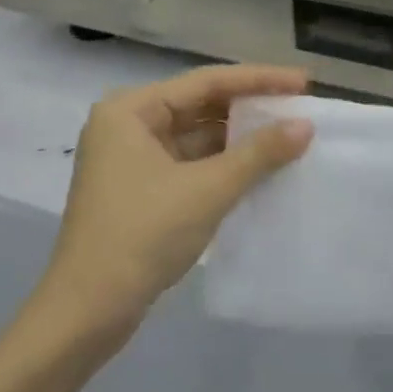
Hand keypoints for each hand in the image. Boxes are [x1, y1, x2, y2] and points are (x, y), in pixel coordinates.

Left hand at [40, 64, 313, 332]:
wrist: (87, 311)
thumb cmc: (142, 235)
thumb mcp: (206, 190)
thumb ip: (258, 153)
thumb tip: (305, 126)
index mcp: (130, 110)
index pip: (205, 82)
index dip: (259, 80)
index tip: (303, 82)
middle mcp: (127, 126)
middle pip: (199, 106)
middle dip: (249, 109)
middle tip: (299, 109)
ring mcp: (131, 161)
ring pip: (195, 137)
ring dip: (238, 140)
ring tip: (288, 138)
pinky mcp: (140, 192)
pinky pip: (189, 165)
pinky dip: (222, 166)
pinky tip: (259, 170)